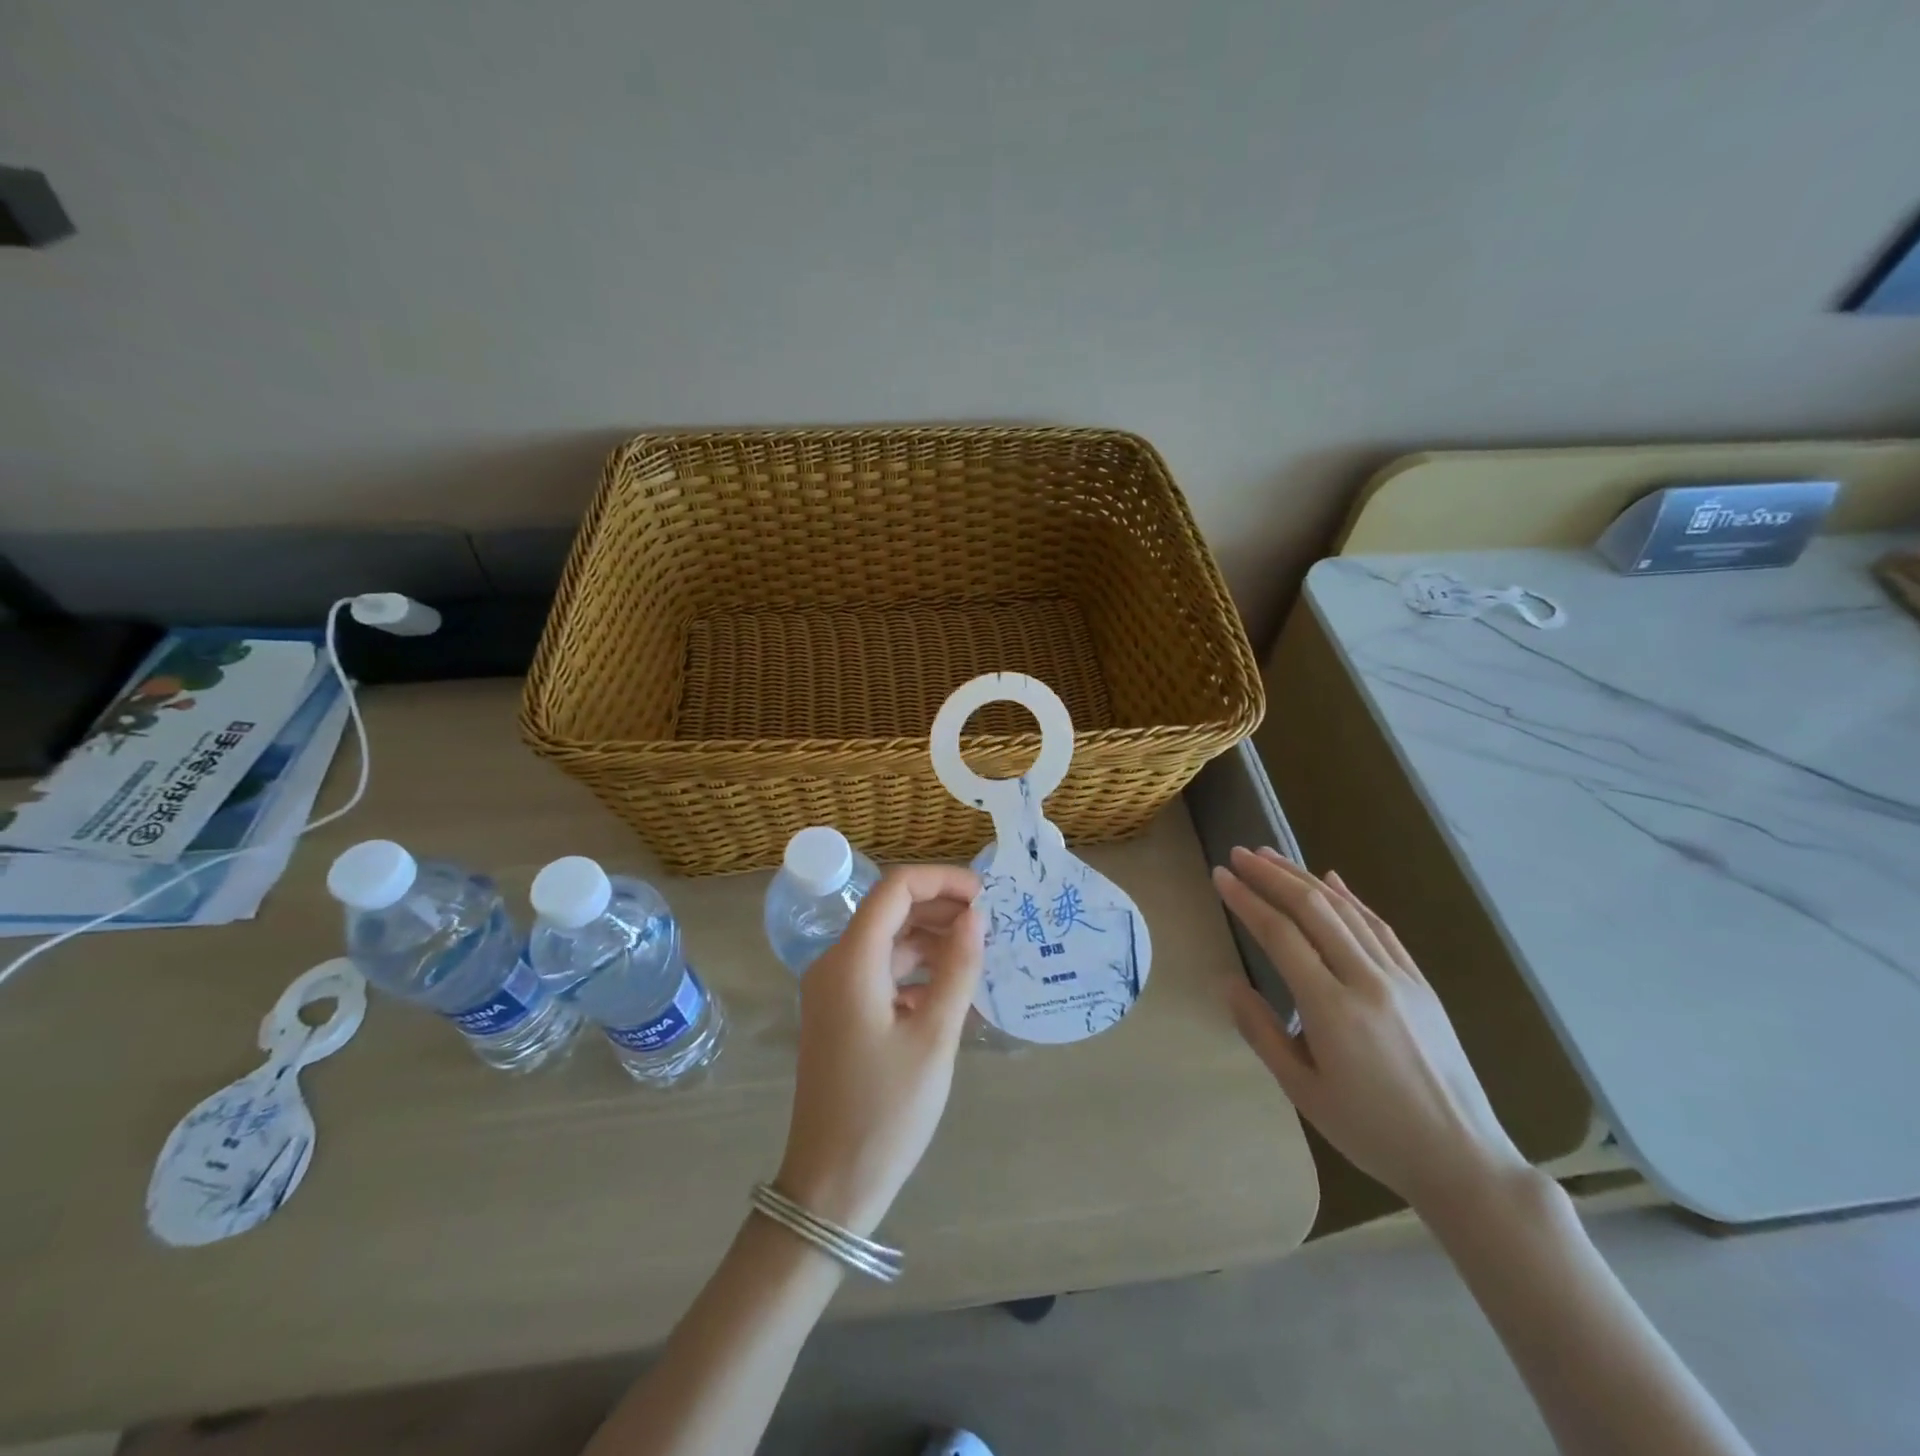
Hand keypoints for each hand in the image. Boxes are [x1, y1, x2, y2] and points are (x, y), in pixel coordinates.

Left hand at [776, 864, 984, 1237]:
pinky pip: (881, 974)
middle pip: (890, 911)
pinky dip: (916, 971)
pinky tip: (950, 992)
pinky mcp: (840, 1014)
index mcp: (852, 961)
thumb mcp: (934, 1037)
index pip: (895, 888)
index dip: (942, 881)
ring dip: (931, 941)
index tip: (987, 897)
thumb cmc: (886, 1110)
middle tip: (992, 925)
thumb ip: (957, 968)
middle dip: (941, 908)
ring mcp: (834, 990)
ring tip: (979, 956)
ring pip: (887, 943)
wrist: (830, 1185)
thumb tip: (976, 917)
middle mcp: (836, 964)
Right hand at [1213, 847, 1526, 1214]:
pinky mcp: (1421, 983)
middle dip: (1272, 875)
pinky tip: (1332, 879)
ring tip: (1272, 856)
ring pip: (1346, 910)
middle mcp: (1367, 980)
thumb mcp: (1303, 1091)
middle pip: (1314, 909)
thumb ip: (1260, 1032)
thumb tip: (1228, 983)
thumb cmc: (1371, 1132)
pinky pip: (1381, 928)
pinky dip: (1352, 898)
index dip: (1247, 900)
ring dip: (1305, 878)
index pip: (1280, 935)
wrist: (1461, 1159)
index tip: (1221, 876)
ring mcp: (1400, 978)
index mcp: (1332, 1009)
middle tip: (1240, 854)